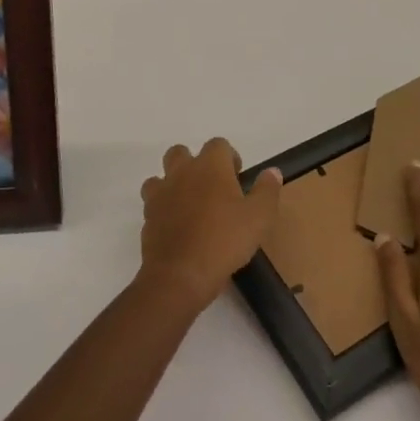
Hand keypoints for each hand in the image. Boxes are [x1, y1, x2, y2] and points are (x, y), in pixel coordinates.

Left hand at [139, 139, 281, 313]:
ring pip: (161, 176)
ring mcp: (160, 194)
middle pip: (181, 152)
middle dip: (194, 164)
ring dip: (173, 184)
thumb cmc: (224, 241)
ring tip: (189, 206)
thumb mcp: (259, 217)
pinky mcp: (147, 217)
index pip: (218, 144)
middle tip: (211, 188)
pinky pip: (153, 203)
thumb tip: (272, 171)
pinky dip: (163, 209)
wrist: (180, 276)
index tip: (237, 177)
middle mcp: (182, 172)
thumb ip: (267, 190)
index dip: (229, 157)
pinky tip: (177, 227)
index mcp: (210, 166)